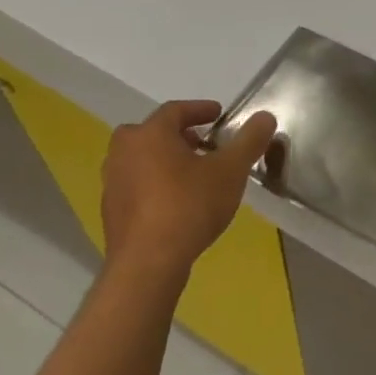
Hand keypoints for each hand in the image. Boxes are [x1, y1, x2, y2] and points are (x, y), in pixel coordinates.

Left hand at [98, 101, 277, 282]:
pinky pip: (135, 185)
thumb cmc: (189, 206)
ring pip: (141, 159)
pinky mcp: (110, 211)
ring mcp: (112, 182)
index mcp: (150, 134)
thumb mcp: (230, 171)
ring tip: (191, 174)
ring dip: (164, 160)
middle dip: (178, 135)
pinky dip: (153, 184)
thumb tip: (265, 117)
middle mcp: (124, 151)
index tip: (218, 115)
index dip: (200, 110)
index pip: (175, 110)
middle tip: (202, 144)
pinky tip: (174, 203)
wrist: (147, 264)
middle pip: (152, 133)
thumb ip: (249, 140)